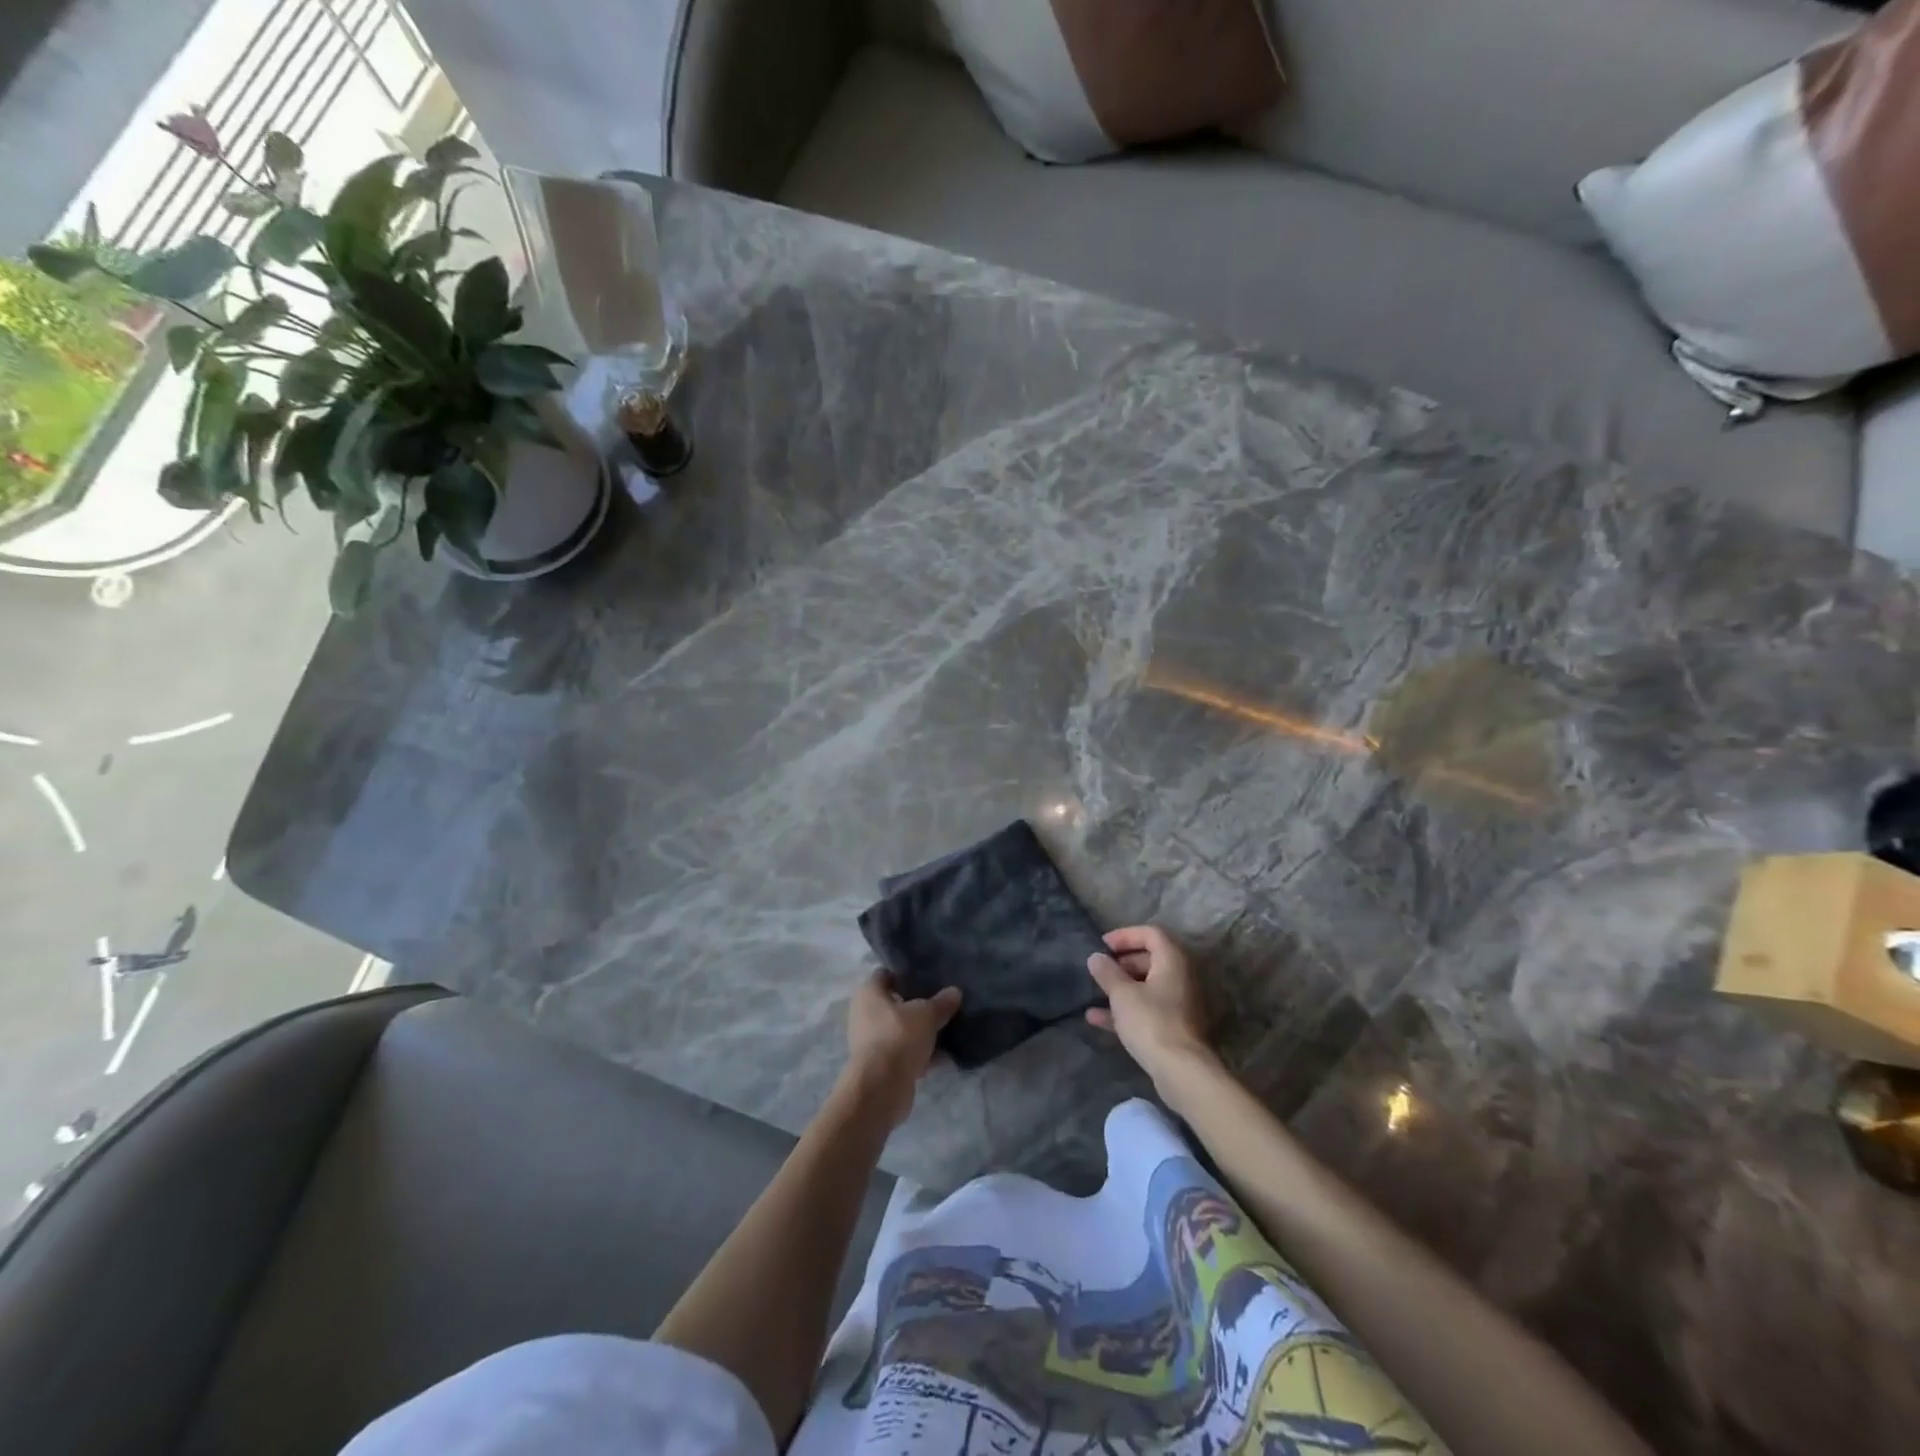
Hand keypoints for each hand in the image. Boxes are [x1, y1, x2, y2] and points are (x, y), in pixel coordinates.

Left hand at [841, 970, 961, 1127]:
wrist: (881, 1087)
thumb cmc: (899, 1036)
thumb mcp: (927, 1014)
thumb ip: (942, 1002)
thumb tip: (955, 991)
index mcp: (869, 993)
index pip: (886, 974)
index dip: (905, 974)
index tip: (928, 977)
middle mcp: (865, 1014)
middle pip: (895, 1004)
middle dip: (917, 1005)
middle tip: (942, 1002)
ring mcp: (872, 1042)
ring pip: (902, 1030)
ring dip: (921, 1032)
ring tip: (948, 1029)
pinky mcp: (881, 1066)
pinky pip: (905, 1053)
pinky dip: (922, 1055)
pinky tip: (946, 1057)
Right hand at [1086, 926, 1217, 1099]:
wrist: (1181, 1071)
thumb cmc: (1151, 1022)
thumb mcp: (1122, 994)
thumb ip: (1107, 973)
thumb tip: (1096, 957)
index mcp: (1173, 961)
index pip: (1151, 934)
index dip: (1125, 935)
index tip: (1102, 945)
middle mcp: (1180, 977)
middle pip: (1150, 959)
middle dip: (1122, 962)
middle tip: (1100, 969)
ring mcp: (1179, 1004)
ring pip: (1147, 986)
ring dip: (1121, 987)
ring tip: (1095, 991)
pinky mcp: (1173, 1027)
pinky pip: (1147, 1009)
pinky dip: (1125, 1010)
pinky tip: (1096, 1018)